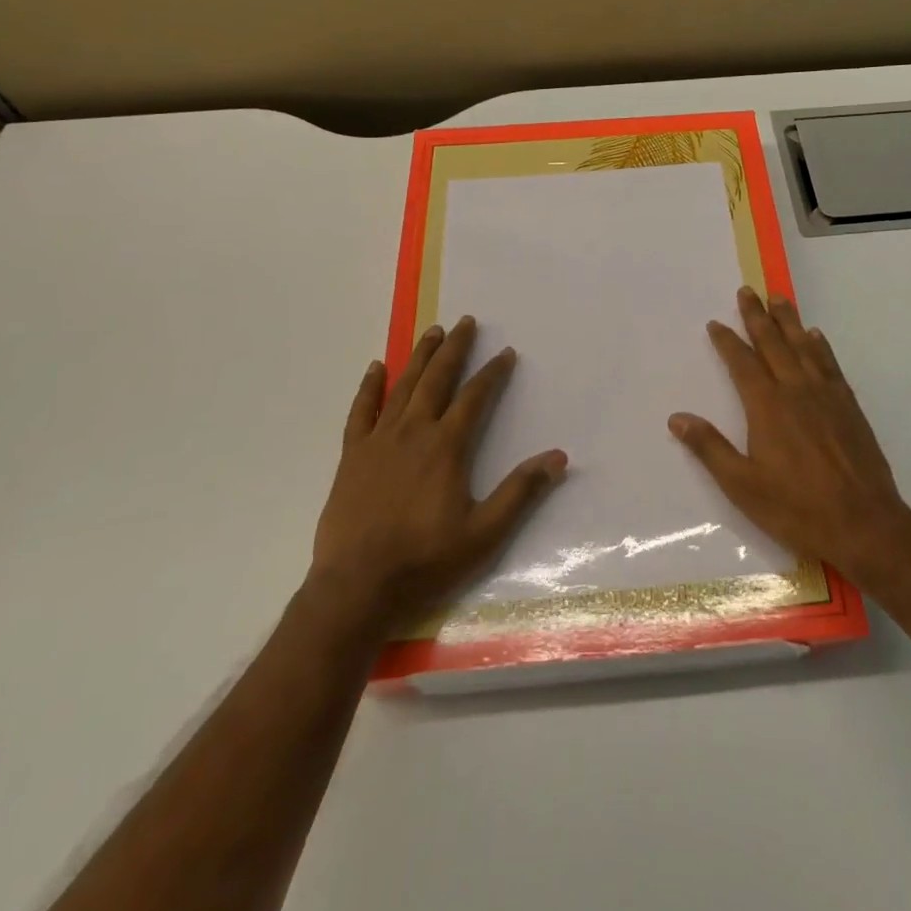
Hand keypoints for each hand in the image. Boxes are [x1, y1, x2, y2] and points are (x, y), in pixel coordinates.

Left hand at [312, 318, 567, 634]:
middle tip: (465, 321)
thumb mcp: (484, 534)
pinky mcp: (352, 456)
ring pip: (403, 386)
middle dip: (454, 348)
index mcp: (446, 446)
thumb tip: (559, 457)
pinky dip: (369, 387)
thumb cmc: (425, 561)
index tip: (505, 352)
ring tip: (432, 331)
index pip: (475, 397)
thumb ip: (520, 492)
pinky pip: (361, 410)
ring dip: (419, 357)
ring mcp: (379, 440)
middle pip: (437, 379)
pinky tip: (377, 368)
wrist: (356, 588)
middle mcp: (413, 432)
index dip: (492, 373)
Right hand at [669, 288, 910, 582]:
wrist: (864, 524)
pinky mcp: (848, 406)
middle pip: (773, 344)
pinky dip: (820, 346)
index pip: (742, 363)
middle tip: (747, 291)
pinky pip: (830, 364)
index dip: (727, 341)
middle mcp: (796, 390)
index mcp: (767, 406)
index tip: (715, 322)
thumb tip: (677, 418)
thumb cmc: (797, 508)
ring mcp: (826, 395)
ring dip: (789, 321)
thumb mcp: (742, 485)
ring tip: (779, 298)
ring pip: (804, 346)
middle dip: (757, 317)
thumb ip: (710, 448)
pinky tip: (816, 336)